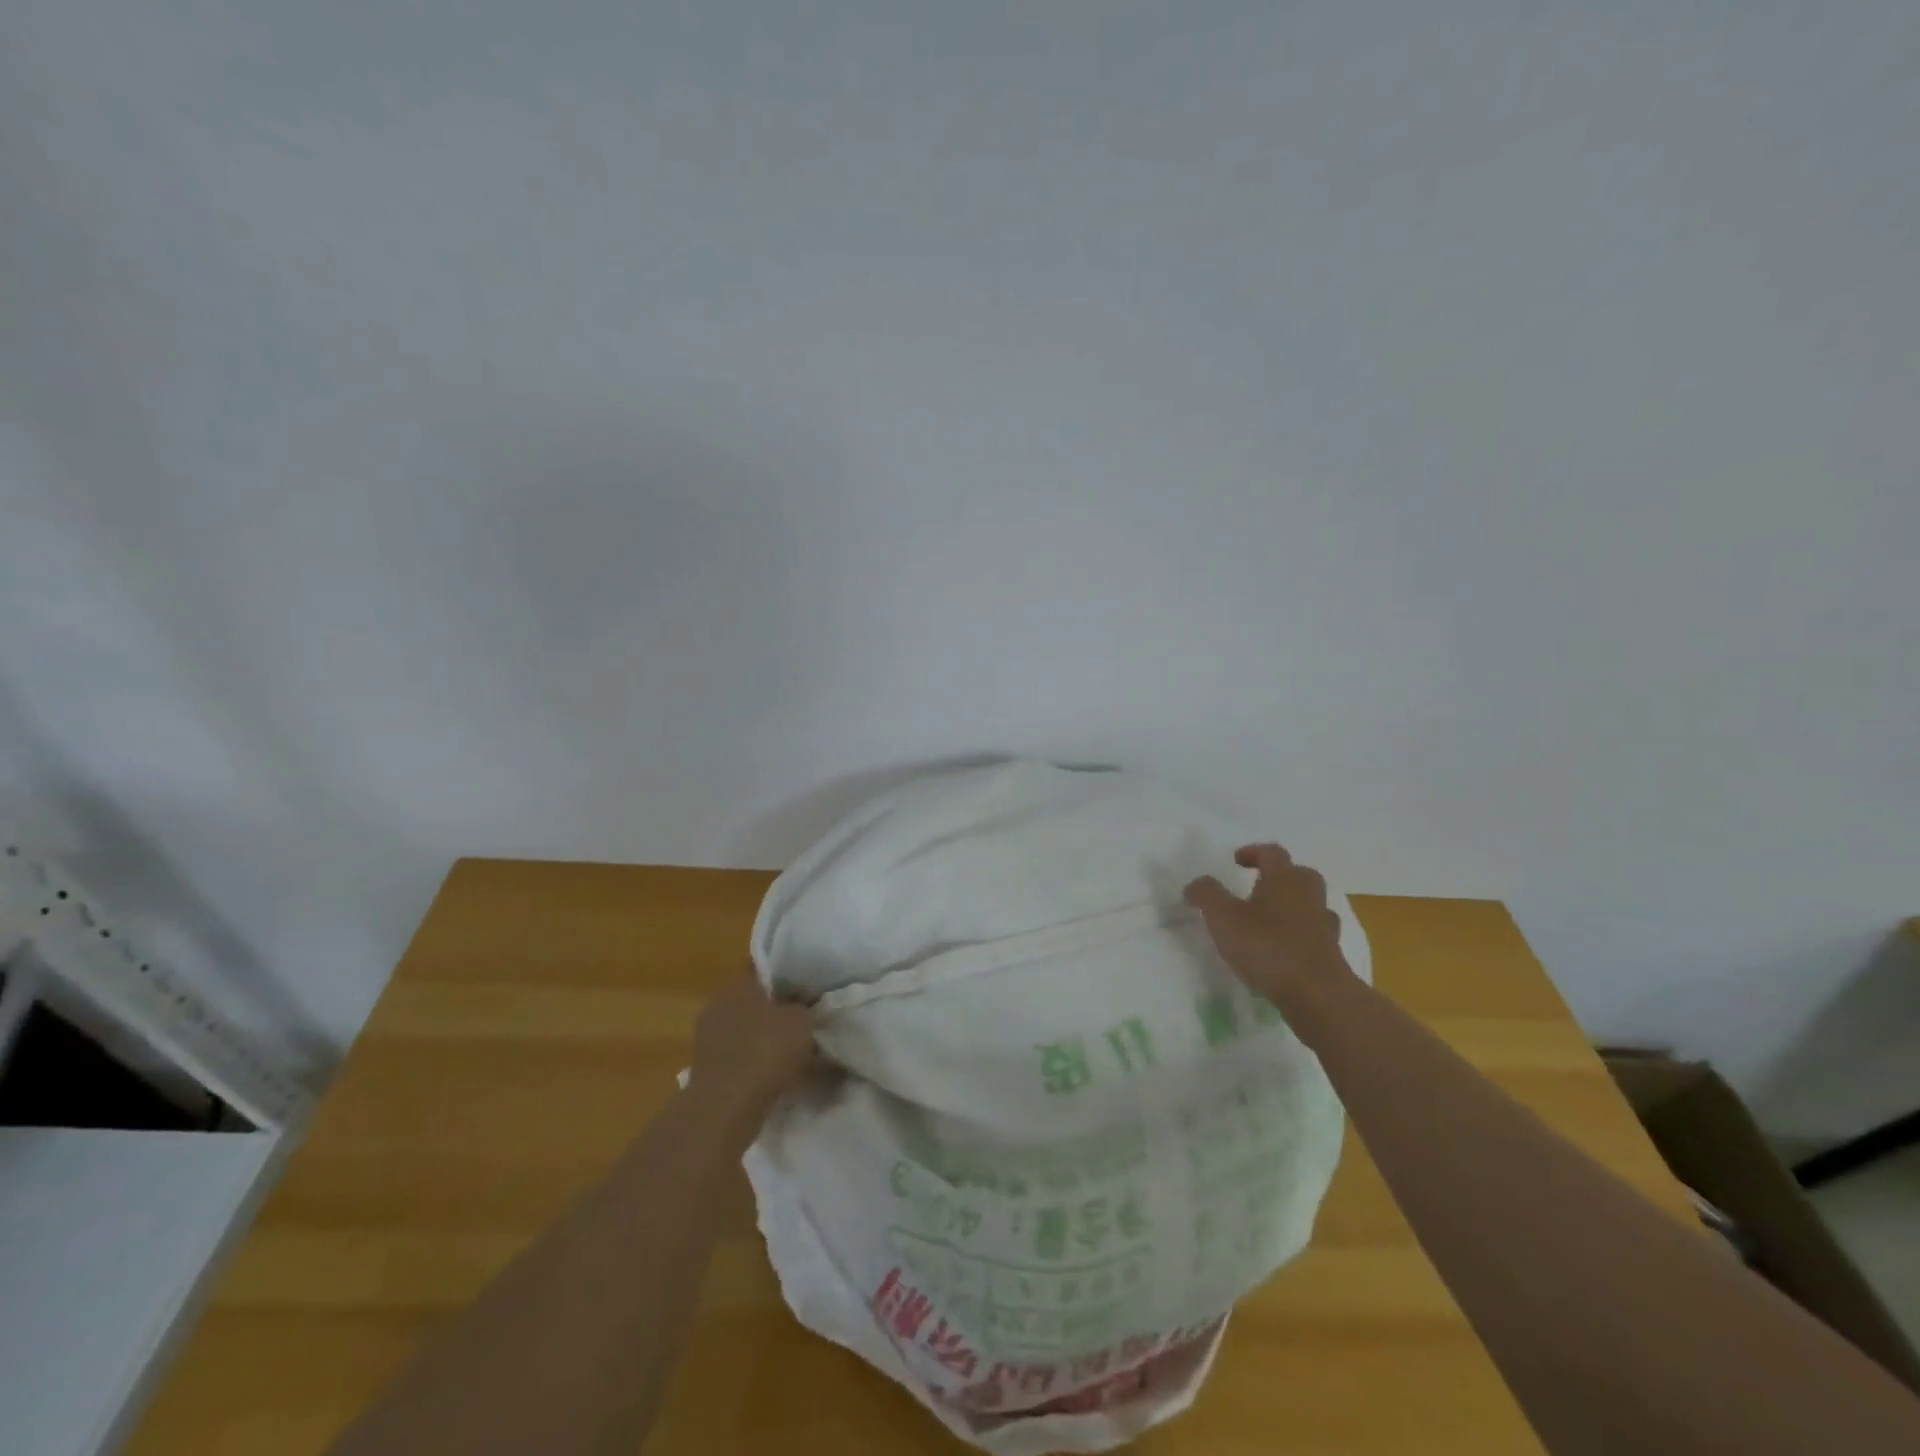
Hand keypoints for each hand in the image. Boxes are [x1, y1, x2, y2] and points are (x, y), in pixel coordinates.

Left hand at [688, 971, 818, 1132]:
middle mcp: (718, 1003)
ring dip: (767, 1039)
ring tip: (797, 1051)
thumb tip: (809, 1007)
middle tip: (806, 1018)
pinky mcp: (707, 1069)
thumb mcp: (803, 1020)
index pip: (764, 967)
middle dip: (778, 1009)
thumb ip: (808, 1008)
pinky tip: (778, 1074)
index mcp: (737, 983)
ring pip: (747, 1030)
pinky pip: (740, 1057)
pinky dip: (757, 1063)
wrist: (726, 1108)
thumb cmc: (766, 1050)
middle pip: (754, 1000)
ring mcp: (708, 1038)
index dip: (787, 973)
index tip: (808, 985)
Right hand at [1184, 844, 1354, 1010]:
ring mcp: (1324, 924)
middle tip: (1257, 886)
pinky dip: (1299, 934)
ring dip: (1291, 905)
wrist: (1317, 995)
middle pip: (1298, 874)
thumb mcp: (1223, 918)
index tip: (1236, 860)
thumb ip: (1207, 895)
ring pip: (1309, 904)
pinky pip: (1314, 933)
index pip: (1272, 852)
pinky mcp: (1331, 952)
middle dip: (1279, 876)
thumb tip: (1195, 884)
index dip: (1253, 852)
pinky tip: (1283, 948)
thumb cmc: (1267, 947)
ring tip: (1268, 920)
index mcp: (1284, 879)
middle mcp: (1308, 895)